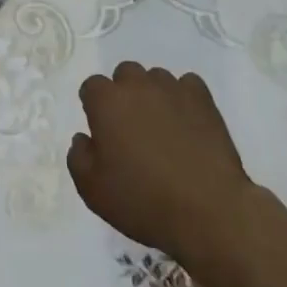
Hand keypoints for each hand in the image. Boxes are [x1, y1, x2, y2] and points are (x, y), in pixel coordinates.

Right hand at [67, 61, 252, 266]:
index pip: (92, 87)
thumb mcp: (92, 190)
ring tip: (163, 128)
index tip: (103, 132)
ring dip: (154, 95)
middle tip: (132, 129)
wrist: (207, 211)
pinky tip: (188, 124)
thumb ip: (78, 157)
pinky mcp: (203, 99)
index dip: (95, 108)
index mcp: (106, 102)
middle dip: (124, 94)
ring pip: (156, 78)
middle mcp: (137, 85)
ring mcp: (172, 88)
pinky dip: (184, 98)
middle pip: (124, 74)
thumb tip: (83, 138)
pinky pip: (188, 85)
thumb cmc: (143, 201)